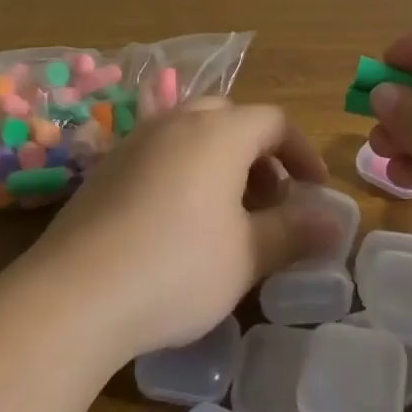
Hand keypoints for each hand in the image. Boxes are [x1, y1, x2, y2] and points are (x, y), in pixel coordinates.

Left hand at [33, 100, 338, 357]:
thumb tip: (337, 222)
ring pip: (192, 132)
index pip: (274, 121)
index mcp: (219, 133)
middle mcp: (177, 122)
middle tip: (270, 200)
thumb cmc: (176, 267)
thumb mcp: (246, 255)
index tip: (316, 190)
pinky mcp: (106, 167)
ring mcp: (136, 140)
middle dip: (259, 153)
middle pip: (231, 118)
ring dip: (221, 160)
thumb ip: (294, 232)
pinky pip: (159, 151)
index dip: (302, 151)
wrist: (74, 293)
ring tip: (227, 213)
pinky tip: (177, 221)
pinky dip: (183, 170)